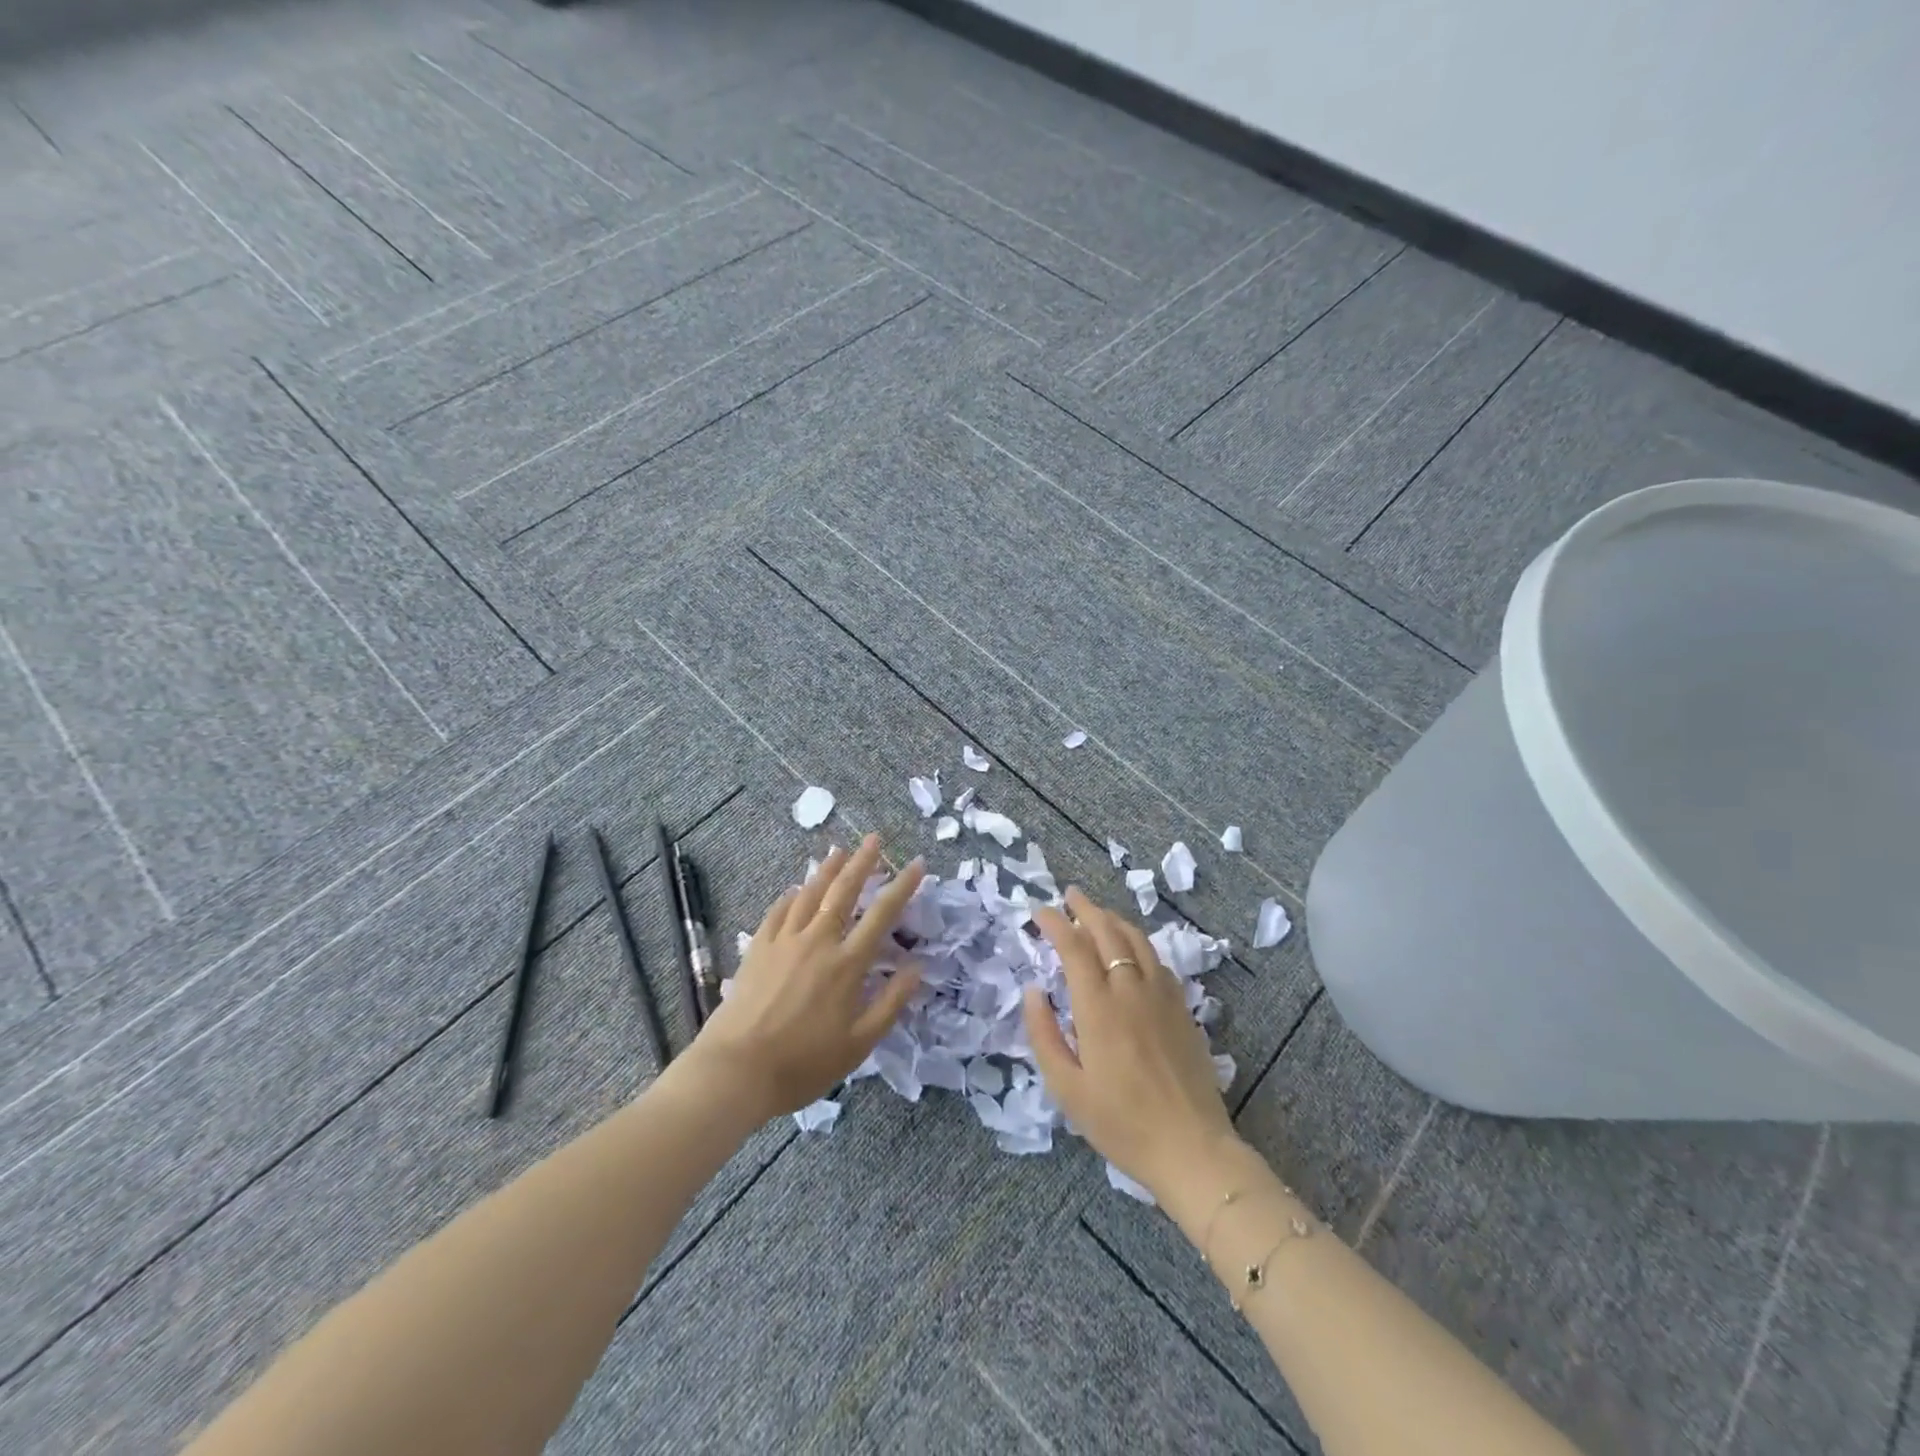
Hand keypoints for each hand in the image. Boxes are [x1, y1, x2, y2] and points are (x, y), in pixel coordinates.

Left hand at [687, 834, 923, 1119]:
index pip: (882, 914)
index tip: (916, 863)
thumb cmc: (803, 1063)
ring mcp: (784, 941)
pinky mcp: (758, 949)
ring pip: (810, 894)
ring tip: (839, 851)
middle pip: (844, 891)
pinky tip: (796, 889)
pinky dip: (791, 896)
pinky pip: (778, 912)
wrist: (736, 1070)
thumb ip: (891, 1003)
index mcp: (847, 964)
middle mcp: (818, 942)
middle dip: (862, 862)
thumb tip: (917, 968)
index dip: (902, 886)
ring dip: (827, 870)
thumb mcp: (859, 1044)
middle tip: (874, 838)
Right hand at [1024, 888, 1240, 1199]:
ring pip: (1137, 940)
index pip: (1074, 947)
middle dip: (1085, 908)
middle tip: (1068, 896)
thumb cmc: (1121, 1124)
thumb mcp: (1066, 1089)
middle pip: (1108, 932)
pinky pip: (1157, 960)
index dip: (1055, 923)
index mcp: (1099, 1008)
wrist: (1192, 1149)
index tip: (1039, 911)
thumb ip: (1044, 1034)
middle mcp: (1131, 990)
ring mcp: (1162, 996)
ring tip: (1098, 913)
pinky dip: (1138, 943)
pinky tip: (1133, 949)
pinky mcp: (1183, 1008)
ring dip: (1114, 919)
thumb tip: (1033, 990)